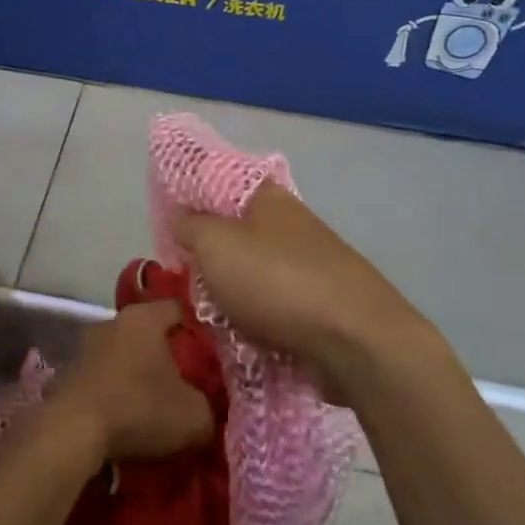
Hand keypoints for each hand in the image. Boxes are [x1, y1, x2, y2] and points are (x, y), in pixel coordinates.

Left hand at [47, 301, 215, 461]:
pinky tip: (123, 416)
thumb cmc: (139, 408)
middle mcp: (112, 321)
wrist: (72, 431)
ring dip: (135, 373)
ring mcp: (84, 345)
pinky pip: (100, 376)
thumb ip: (208, 406)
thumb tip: (204, 409)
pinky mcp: (66, 372)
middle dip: (164, 354)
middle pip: (148, 332)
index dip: (197, 329)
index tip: (210, 354)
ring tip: (153, 404)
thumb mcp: (194, 416)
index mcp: (144, 317)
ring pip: (122, 354)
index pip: (178, 309)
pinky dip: (113, 390)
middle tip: (184, 382)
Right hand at [173, 185, 443, 403]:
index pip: (221, 182)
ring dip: (232, 293)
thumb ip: (190, 226)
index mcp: (268, 198)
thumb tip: (182, 216)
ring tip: (207, 315)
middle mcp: (292, 224)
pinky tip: (239, 336)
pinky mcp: (322, 304)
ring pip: (255, 272)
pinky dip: (256, 318)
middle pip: (237, 232)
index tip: (168, 226)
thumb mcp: (215, 245)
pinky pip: (275, 306)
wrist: (356, 341)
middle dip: (210, 256)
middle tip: (184, 278)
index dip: (192, 199)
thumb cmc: (277, 281)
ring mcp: (312, 264)